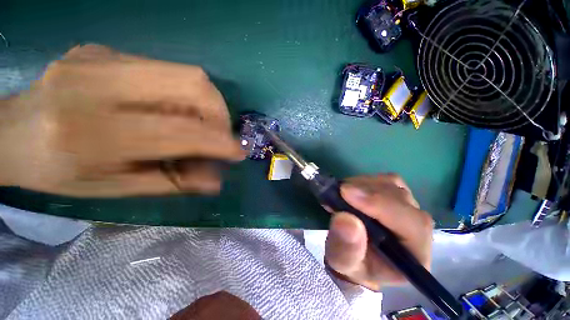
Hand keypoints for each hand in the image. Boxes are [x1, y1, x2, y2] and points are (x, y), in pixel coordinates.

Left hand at [0, 44, 244, 196]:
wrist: (10, 130)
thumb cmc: (57, 172)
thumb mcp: (115, 189)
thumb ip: (172, 183)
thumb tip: (216, 181)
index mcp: (92, 133)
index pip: (180, 131)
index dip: (219, 142)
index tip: (239, 152)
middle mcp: (97, 83)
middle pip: (192, 83)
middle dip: (220, 113)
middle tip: (219, 134)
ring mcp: (101, 57)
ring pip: (186, 72)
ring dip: (207, 103)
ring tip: (201, 124)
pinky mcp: (105, 49)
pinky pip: (166, 69)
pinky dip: (184, 94)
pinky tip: (172, 109)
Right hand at [325, 174, 432, 290]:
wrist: (356, 254)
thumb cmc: (352, 263)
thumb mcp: (342, 262)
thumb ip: (345, 248)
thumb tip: (345, 219)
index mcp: (415, 254)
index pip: (411, 224)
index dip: (380, 204)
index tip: (346, 193)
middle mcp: (418, 228)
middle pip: (400, 198)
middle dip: (366, 191)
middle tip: (338, 192)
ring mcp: (408, 208)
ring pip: (392, 184)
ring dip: (363, 184)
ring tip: (342, 194)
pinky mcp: (396, 195)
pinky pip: (384, 179)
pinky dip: (364, 181)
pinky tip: (351, 190)